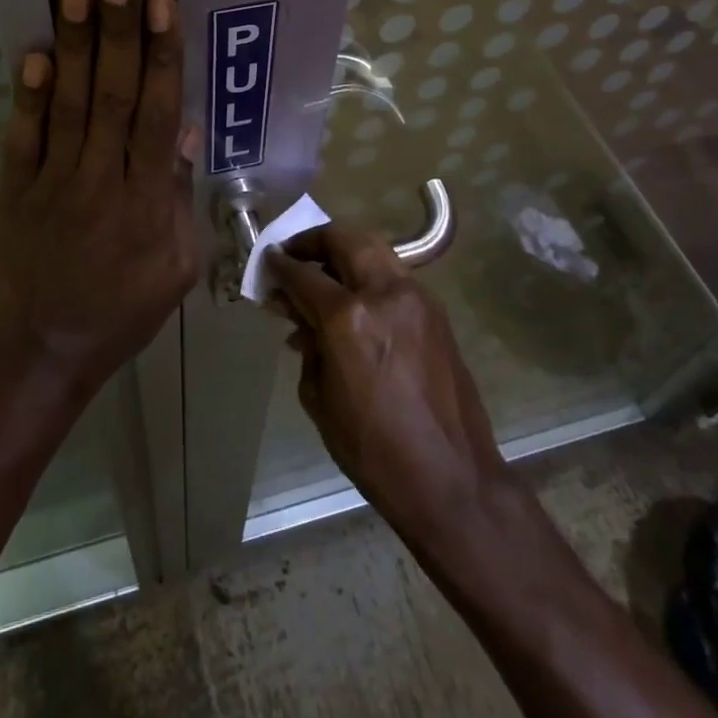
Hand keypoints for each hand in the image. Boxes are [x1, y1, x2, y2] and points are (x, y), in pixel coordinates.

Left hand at [0, 0, 199, 397]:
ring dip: (75, 42)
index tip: (161, 3)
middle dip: (116, 28)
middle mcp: (102, 180)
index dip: (161, 55)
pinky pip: (23, 138)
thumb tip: (184, 129)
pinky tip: (36, 52)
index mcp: (148, 201)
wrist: (48, 349)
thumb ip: (181, 196)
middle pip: (113, 95)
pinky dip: (30, 95)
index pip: (157, 115)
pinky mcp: (15, 191)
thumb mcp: (178, 265)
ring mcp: (53, 183)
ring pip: (70, 104)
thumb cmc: (126, 307)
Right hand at [267, 225, 512, 543]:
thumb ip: (309, 347)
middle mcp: (385, 293)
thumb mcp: (321, 399)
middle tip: (296, 255)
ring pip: (375, 250)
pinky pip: (394, 277)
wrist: (451, 477)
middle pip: (345, 240)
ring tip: (325, 274)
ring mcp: (416, 298)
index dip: (280, 267)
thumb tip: (301, 322)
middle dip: (315, 241)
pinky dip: (369, 276)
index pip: (304, 276)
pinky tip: (357, 304)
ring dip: (345, 253)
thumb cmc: (373, 449)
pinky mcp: (436, 312)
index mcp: (349, 318)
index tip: (267, 261)